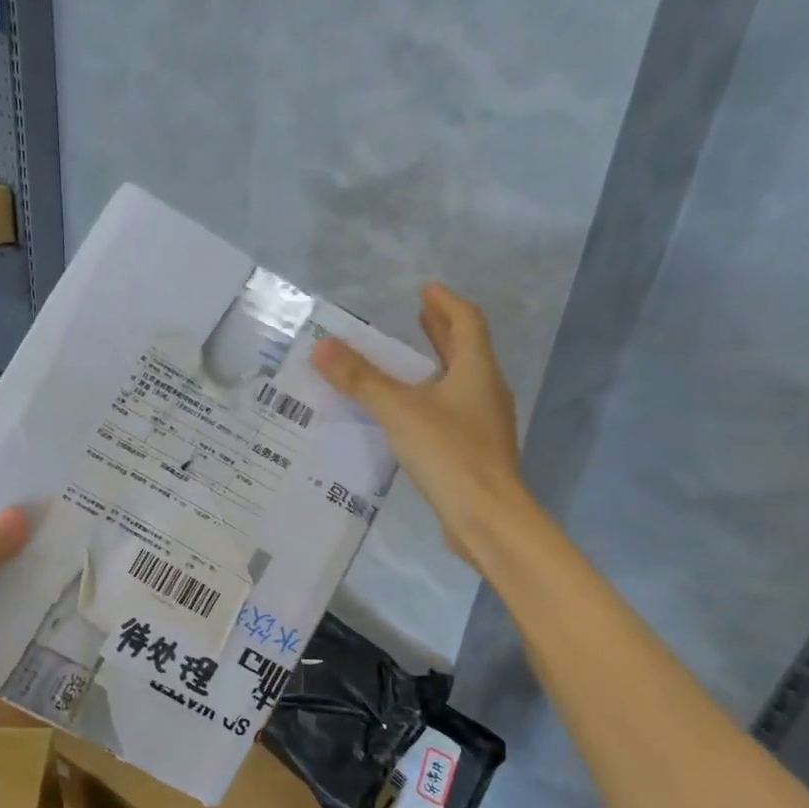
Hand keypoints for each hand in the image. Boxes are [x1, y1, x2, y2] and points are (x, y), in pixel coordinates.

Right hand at [313, 283, 522, 569]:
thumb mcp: (399, 410)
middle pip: (467, 350)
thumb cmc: (449, 453)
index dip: (446, 303)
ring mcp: (484, 423)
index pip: (467, 322)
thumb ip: (361, 379)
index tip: (426, 291)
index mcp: (476, 371)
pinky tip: (411, 412)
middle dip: (442, 331)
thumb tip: (321, 347)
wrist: (487, 517)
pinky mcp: (475, 451)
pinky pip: (453, 410)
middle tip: (419, 315)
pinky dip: (434, 396)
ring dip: (438, 364)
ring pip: (461, 381)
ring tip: (410, 360)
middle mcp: (486, 391)